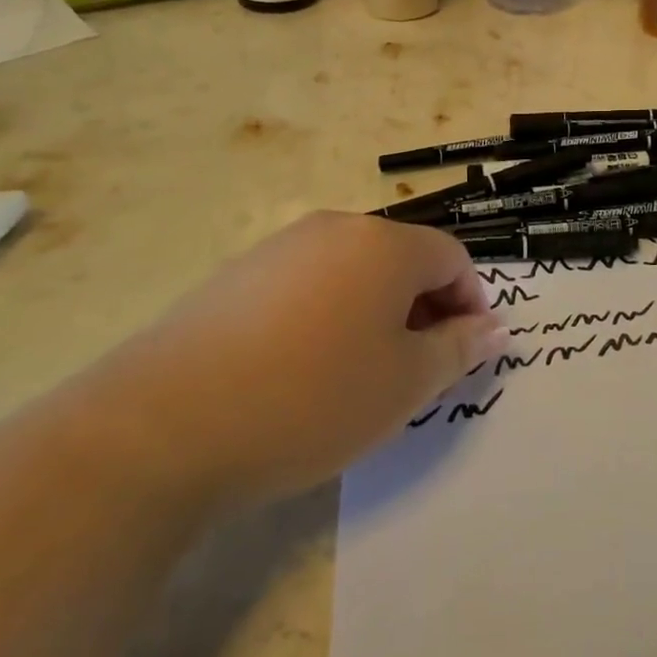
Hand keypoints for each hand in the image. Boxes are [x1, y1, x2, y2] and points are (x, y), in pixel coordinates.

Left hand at [83, 213, 508, 503]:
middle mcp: (335, 229)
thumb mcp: (404, 384)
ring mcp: (279, 248)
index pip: (452, 257)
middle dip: (425, 309)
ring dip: (377, 313)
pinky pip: (307, 286)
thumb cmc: (311, 398)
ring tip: (362, 374)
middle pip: (402, 259)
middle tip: (420, 369)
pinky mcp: (236, 276)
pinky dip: (328, 316)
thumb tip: (495, 328)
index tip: (467, 353)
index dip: (472, 303)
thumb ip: (459, 349)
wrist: (162, 427)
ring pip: (354, 272)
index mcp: (384, 244)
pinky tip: (304, 370)